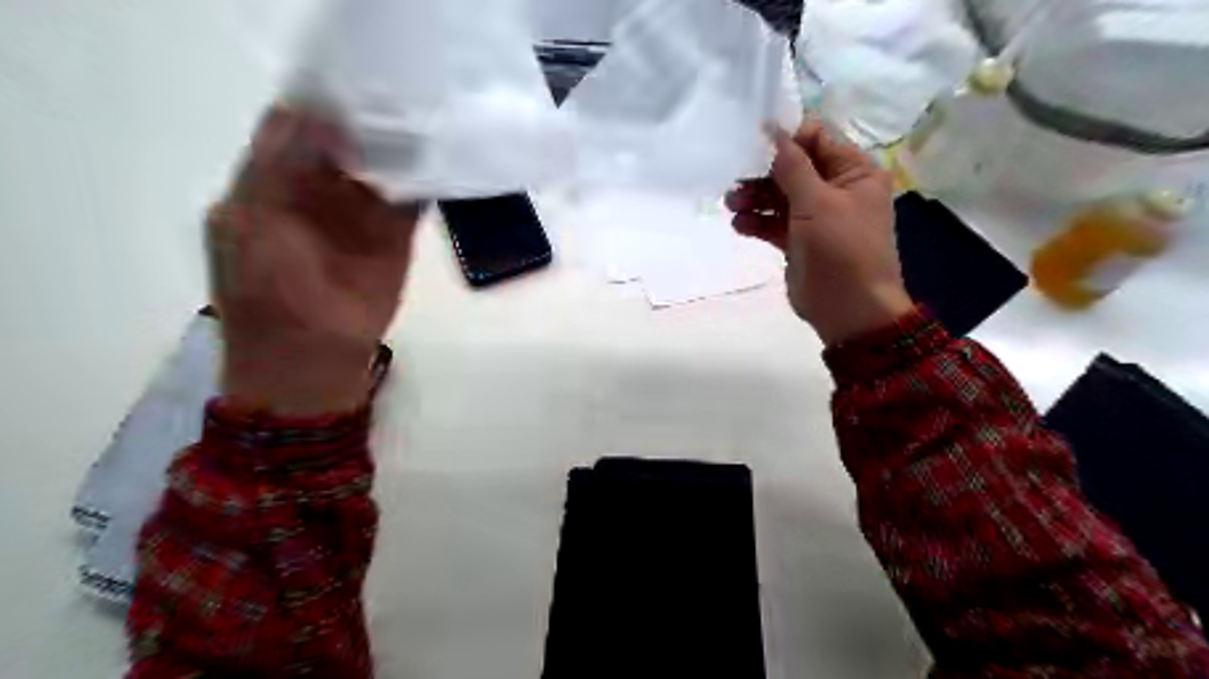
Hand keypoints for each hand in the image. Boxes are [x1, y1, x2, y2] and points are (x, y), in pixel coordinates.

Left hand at [202, 106, 421, 413]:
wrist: (310, 361)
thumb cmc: (269, 296)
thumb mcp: (254, 224)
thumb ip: (279, 169)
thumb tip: (315, 114)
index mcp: (271, 184)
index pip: (296, 128)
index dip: (322, 107)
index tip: (357, 88)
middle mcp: (317, 191)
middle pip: (345, 143)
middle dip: (369, 123)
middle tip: (403, 100)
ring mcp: (359, 216)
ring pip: (381, 169)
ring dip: (400, 150)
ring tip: (427, 123)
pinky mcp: (394, 239)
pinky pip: (410, 202)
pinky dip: (425, 183)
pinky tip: (441, 164)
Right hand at [727, 117, 907, 345]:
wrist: (849, 309)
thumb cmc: (841, 249)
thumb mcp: (817, 202)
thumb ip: (792, 166)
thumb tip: (772, 129)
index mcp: (854, 171)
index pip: (817, 139)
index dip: (785, 138)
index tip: (752, 144)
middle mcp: (837, 189)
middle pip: (793, 168)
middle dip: (763, 173)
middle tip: (735, 180)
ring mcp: (816, 216)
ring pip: (779, 196)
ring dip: (754, 197)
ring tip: (732, 206)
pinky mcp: (799, 240)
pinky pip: (774, 222)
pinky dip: (757, 221)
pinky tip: (739, 225)